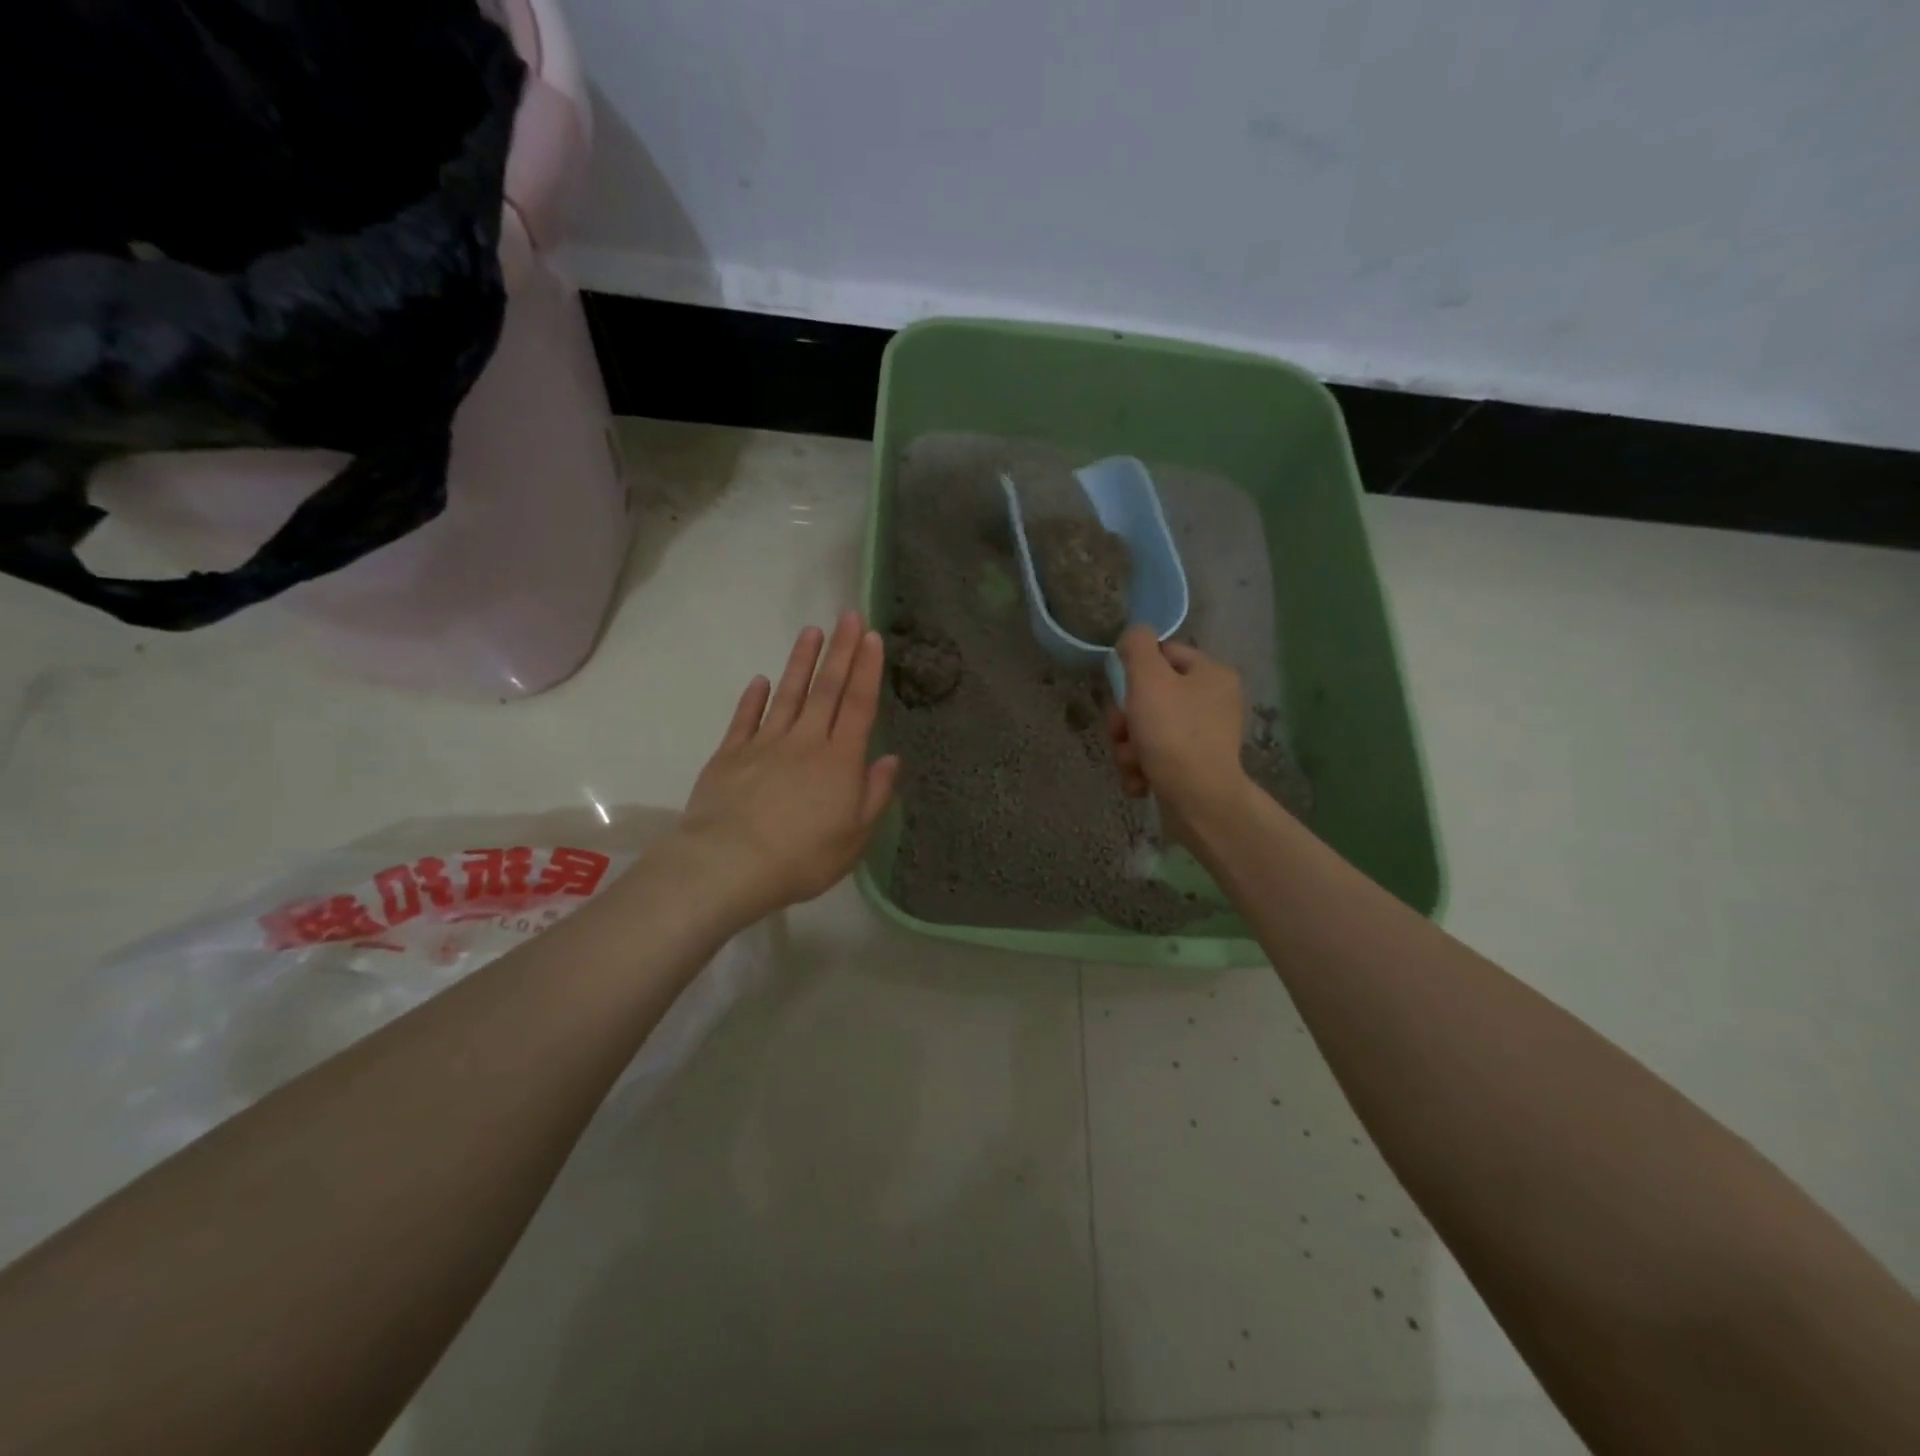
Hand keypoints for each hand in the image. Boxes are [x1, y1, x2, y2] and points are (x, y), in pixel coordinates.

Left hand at [677, 612, 900, 920]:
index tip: (873, 637)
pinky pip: (746, 718)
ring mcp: (765, 744)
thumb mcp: (854, 837)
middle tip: (848, 616)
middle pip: (827, 689)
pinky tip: (762, 680)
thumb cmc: (803, 857)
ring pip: (788, 694)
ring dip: (801, 662)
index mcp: (840, 761)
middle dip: (841, 651)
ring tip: (812, 632)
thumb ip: (874, 795)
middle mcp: (806, 741)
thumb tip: (890, 759)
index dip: (868, 670)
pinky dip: (755, 698)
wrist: (730, 864)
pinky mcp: (731, 755)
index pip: (859, 705)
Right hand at [1106, 626, 1251, 840]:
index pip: (1163, 653)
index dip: (1134, 671)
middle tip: (1122, 734)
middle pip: (1150, 696)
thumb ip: (1137, 647)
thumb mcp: (1149, 680)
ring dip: (1128, 747)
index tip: (1121, 693)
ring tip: (1132, 763)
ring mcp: (1204, 737)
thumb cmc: (1173, 734)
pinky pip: (1155, 756)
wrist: (1199, 801)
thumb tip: (1133, 634)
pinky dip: (1141, 769)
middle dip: (1126, 719)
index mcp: (1211, 674)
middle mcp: (1212, 701)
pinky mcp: (1193, 767)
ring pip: (1146, 729)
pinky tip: (1140, 781)